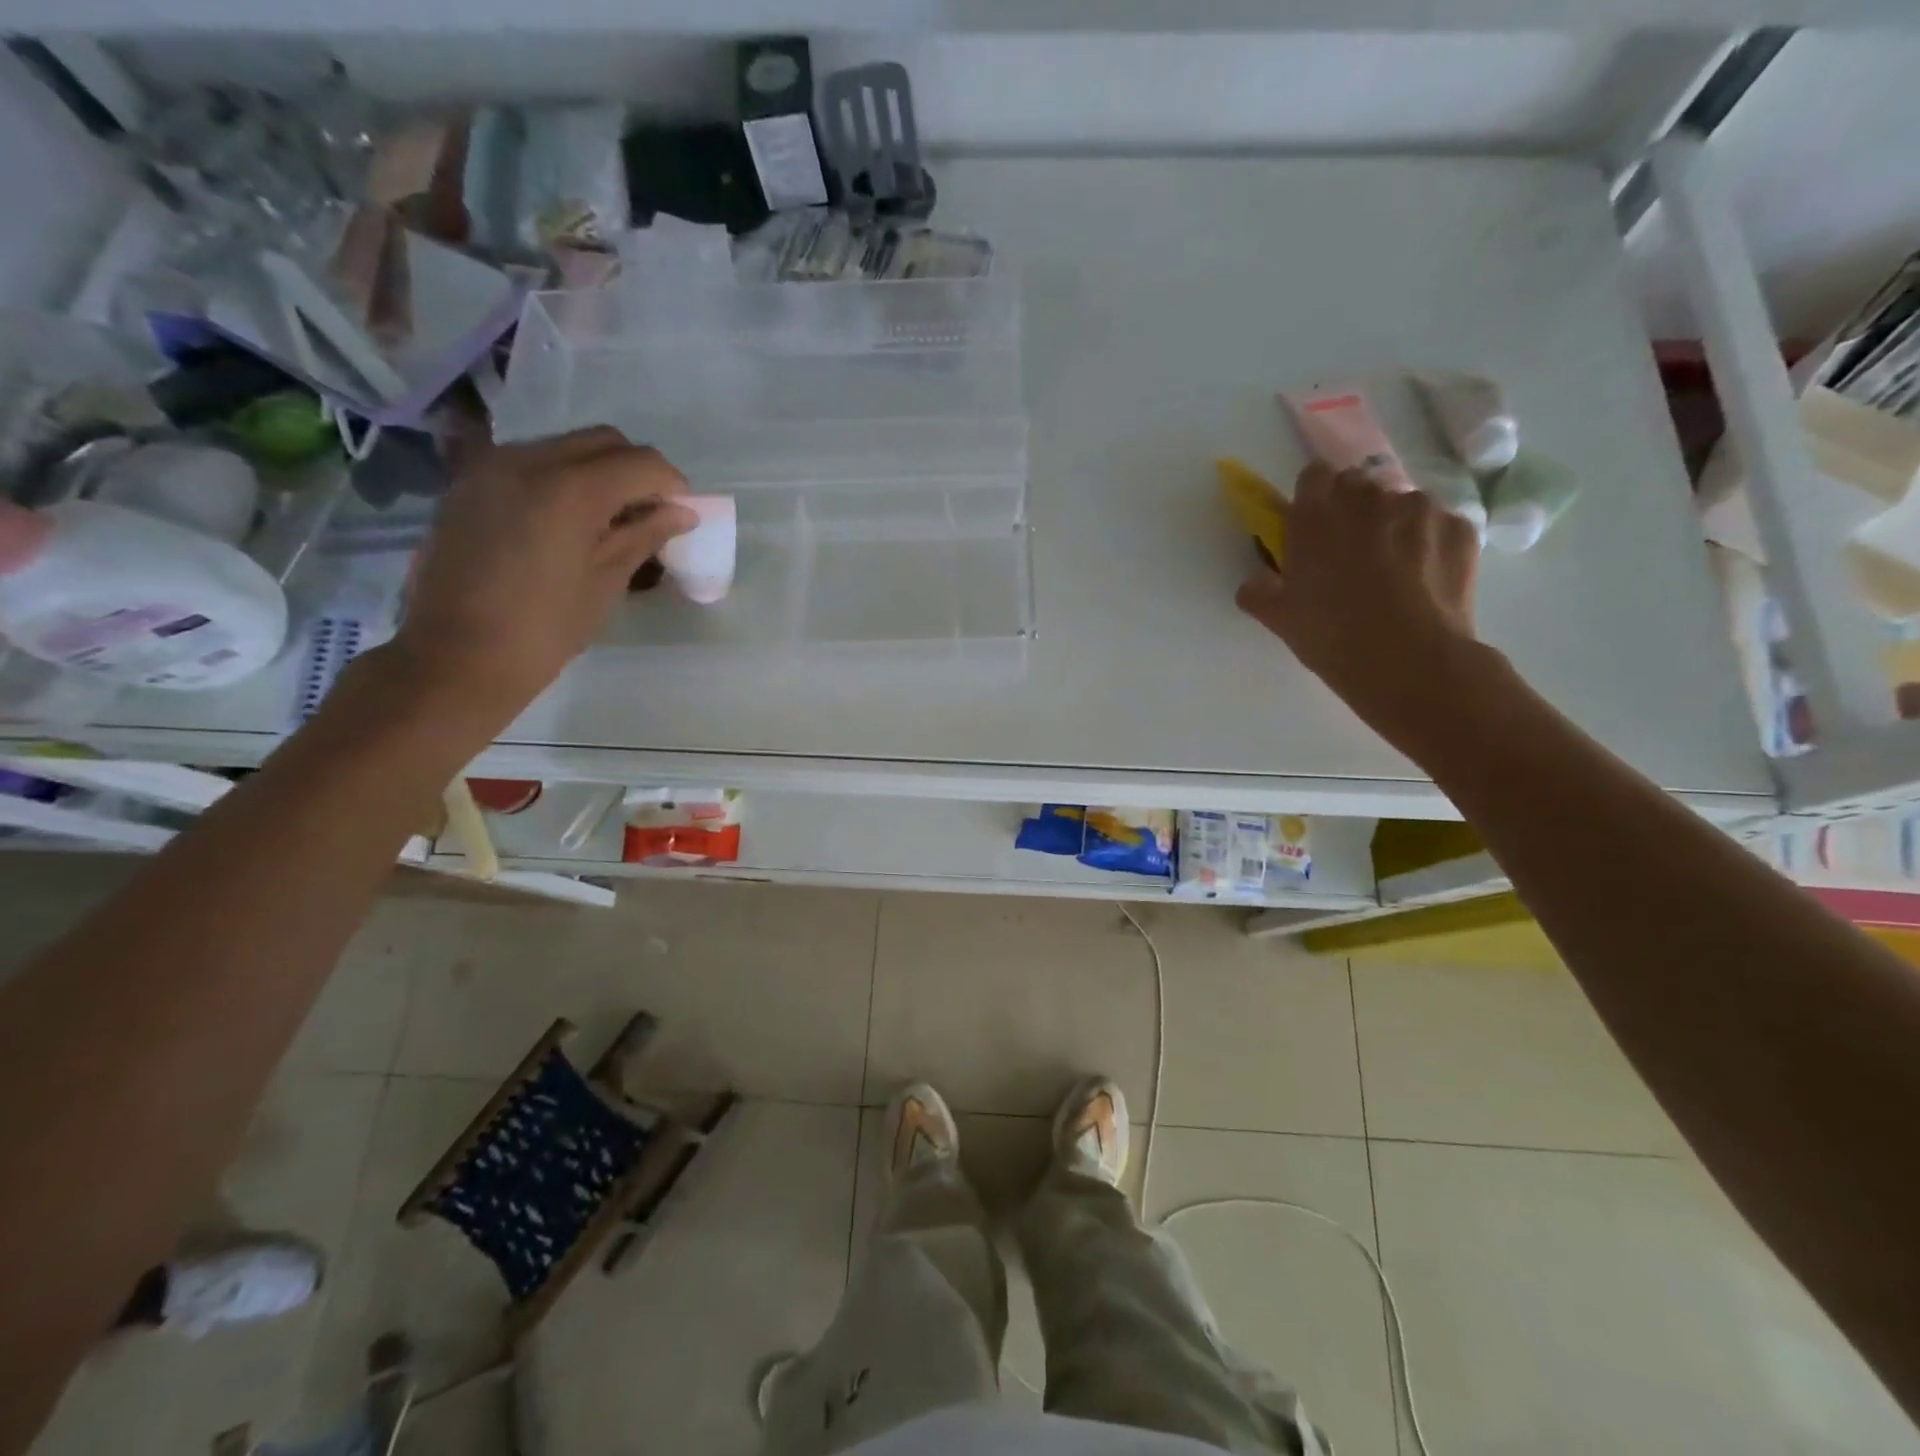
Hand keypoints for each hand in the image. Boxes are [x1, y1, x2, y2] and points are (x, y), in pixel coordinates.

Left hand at [383, 426, 694, 733]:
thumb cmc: (544, 630)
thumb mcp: (605, 583)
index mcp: (570, 490)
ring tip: (609, 519)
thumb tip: (681, 513)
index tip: (682, 514)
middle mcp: (528, 461)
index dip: (672, 484)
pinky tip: (566, 522)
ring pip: (565, 446)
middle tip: (651, 513)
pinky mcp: (469, 484)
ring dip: (598, 471)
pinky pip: (530, 462)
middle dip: (636, 470)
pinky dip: (561, 479)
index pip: (641, 462)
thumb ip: (643, 536)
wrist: (455, 656)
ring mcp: (492, 468)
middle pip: (603, 441)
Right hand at [1236, 462, 1483, 739]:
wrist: (1409, 661)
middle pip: (1358, 485)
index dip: (1314, 497)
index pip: (1314, 475)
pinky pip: (1439, 525)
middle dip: (1353, 508)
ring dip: (1394, 524)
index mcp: (1316, 515)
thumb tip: (1254, 583)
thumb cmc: (1331, 637)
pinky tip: (1426, 579)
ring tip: (1396, 568)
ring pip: (1402, 503)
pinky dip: (1431, 543)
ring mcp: (1419, 508)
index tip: (1314, 524)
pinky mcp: (1459, 526)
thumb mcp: (1280, 619)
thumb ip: (1259, 592)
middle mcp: (1368, 498)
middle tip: (1351, 550)